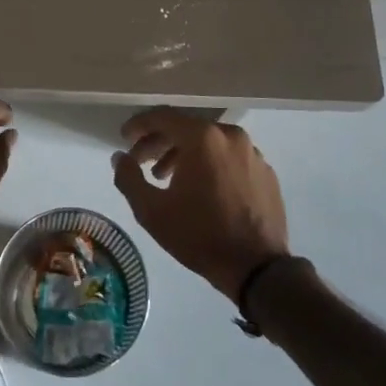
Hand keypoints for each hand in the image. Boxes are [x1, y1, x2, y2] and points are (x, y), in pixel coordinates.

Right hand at [111, 110, 289, 303]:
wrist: (256, 268)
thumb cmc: (199, 235)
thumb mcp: (151, 211)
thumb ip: (128, 178)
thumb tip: (120, 157)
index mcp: (203, 138)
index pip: (163, 117)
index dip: (139, 125)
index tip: (124, 137)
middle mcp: (230, 135)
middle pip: (187, 128)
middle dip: (159, 142)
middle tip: (140, 161)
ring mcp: (252, 153)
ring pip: (210, 143)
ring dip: (184, 154)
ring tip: (166, 178)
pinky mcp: (265, 172)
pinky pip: (229, 158)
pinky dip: (210, 165)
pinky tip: (200, 189)